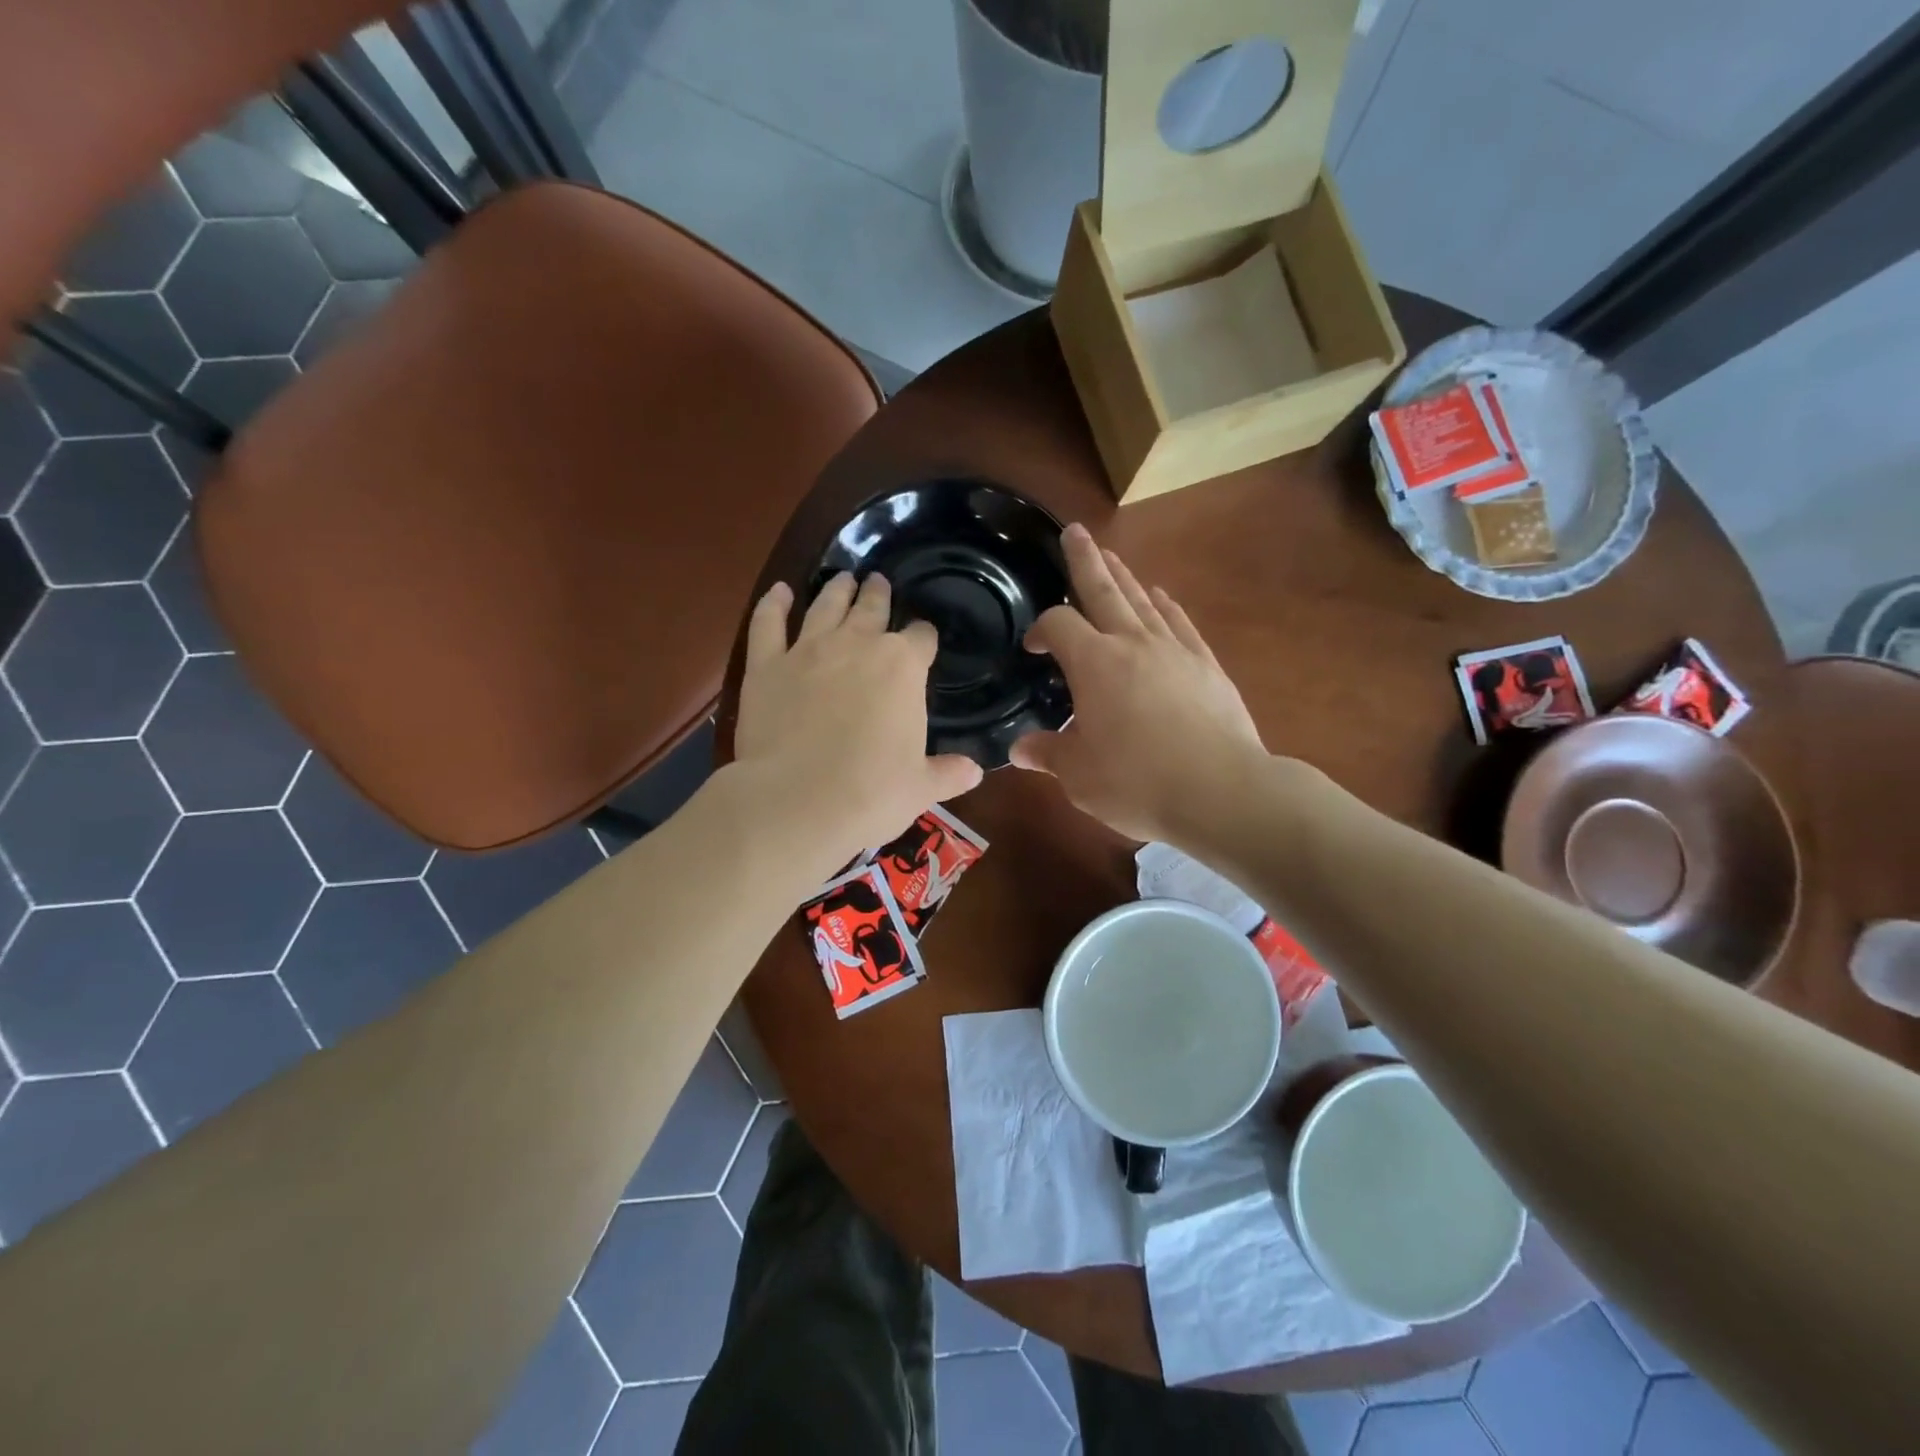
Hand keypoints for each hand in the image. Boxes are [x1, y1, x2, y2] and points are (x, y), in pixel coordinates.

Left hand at [733, 572, 982, 869]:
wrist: (797, 802)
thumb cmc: (871, 794)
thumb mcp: (921, 788)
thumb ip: (948, 773)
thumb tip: (975, 772)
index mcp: (903, 666)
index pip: (921, 637)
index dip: (924, 637)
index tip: (924, 640)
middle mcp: (857, 644)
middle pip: (872, 608)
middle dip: (879, 595)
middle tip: (879, 583)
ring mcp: (808, 650)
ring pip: (825, 606)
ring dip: (837, 590)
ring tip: (843, 578)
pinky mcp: (766, 665)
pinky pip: (768, 623)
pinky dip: (773, 604)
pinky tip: (779, 591)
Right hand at [1011, 525, 1265, 843]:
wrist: (1221, 791)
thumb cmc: (1138, 781)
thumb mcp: (1079, 776)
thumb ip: (1048, 754)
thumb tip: (1018, 749)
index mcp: (1094, 664)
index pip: (1059, 626)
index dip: (1041, 629)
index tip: (1033, 648)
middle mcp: (1132, 644)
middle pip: (1103, 591)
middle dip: (1085, 561)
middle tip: (1074, 530)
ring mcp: (1174, 651)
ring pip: (1142, 601)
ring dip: (1124, 576)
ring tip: (1111, 555)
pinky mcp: (1207, 666)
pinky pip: (1181, 624)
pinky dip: (1167, 607)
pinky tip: (1162, 597)